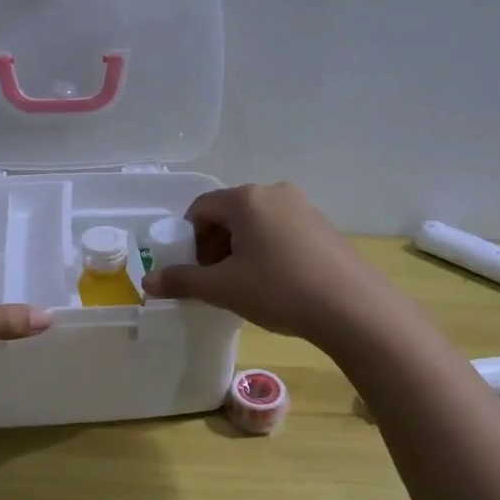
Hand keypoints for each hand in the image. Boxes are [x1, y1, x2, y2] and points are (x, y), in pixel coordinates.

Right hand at [140, 182, 404, 344]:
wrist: (351, 307)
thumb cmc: (278, 290)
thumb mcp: (223, 289)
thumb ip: (182, 281)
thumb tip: (148, 281)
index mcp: (246, 199)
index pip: (200, 208)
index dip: (189, 240)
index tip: (196, 272)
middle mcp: (274, 192)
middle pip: (229, 213)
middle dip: (215, 245)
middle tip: (218, 281)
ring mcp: (303, 207)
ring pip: (256, 223)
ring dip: (241, 250)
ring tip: (247, 285)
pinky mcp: (323, 226)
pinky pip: (281, 231)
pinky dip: (268, 251)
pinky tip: (277, 283)